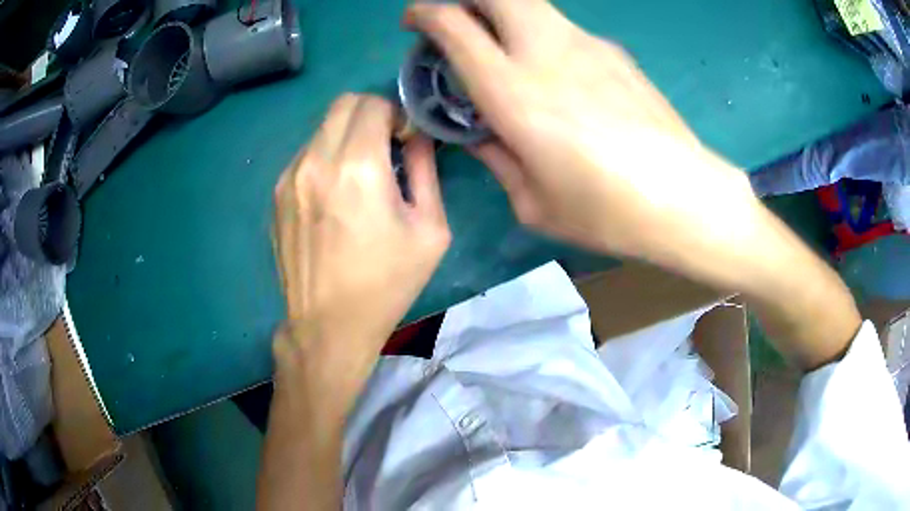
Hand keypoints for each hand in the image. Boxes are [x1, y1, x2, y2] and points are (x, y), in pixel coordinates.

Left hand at [271, 94, 449, 417]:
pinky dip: (325, 158)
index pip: (374, 104)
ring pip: (322, 128)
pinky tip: (333, 196)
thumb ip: (426, 171)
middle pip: (343, 104)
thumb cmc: (387, 282)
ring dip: (346, 136)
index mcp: (358, 168)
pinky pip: (305, 155)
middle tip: (385, 146)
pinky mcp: (276, 194)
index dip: (396, 114)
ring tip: (358, 175)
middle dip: (370, 114)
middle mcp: (316, 161)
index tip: (404, 139)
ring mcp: (290, 176)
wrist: (328, 324)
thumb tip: (417, 137)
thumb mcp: (430, 230)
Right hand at [406, 1, 859, 370]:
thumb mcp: (534, 203)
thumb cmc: (607, 212)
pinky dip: (540, 36)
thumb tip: (481, 133)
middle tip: (455, 22)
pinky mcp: (614, 51)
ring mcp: (586, 44)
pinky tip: (557, 76)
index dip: (425, 13)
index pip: (455, 25)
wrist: (686, 198)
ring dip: (503, 14)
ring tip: (502, 50)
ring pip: (531, 5)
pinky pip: (562, 28)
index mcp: (514, 92)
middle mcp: (546, 52)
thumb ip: (497, 157)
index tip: (415, 23)